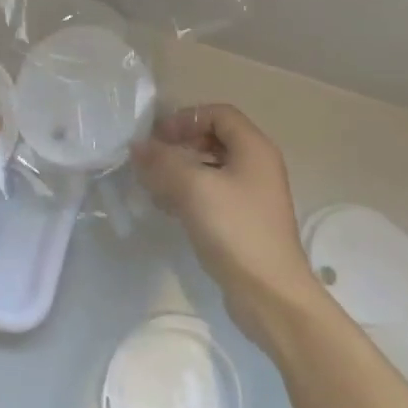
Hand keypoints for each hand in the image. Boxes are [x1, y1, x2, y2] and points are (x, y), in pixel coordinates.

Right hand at [132, 105, 319, 348]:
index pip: (219, 114)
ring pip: (211, 169)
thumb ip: (163, 162)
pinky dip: (189, 194)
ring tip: (153, 186)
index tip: (157, 137)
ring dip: (181, 171)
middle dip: (180, 145)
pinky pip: (213, 195)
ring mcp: (252, 196)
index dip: (186, 118)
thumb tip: (138, 146)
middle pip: (215, 139)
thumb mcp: (194, 188)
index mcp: (254, 149)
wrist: (269, 293)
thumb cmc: (235, 230)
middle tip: (151, 160)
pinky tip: (168, 209)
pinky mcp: (244, 221)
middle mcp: (257, 166)